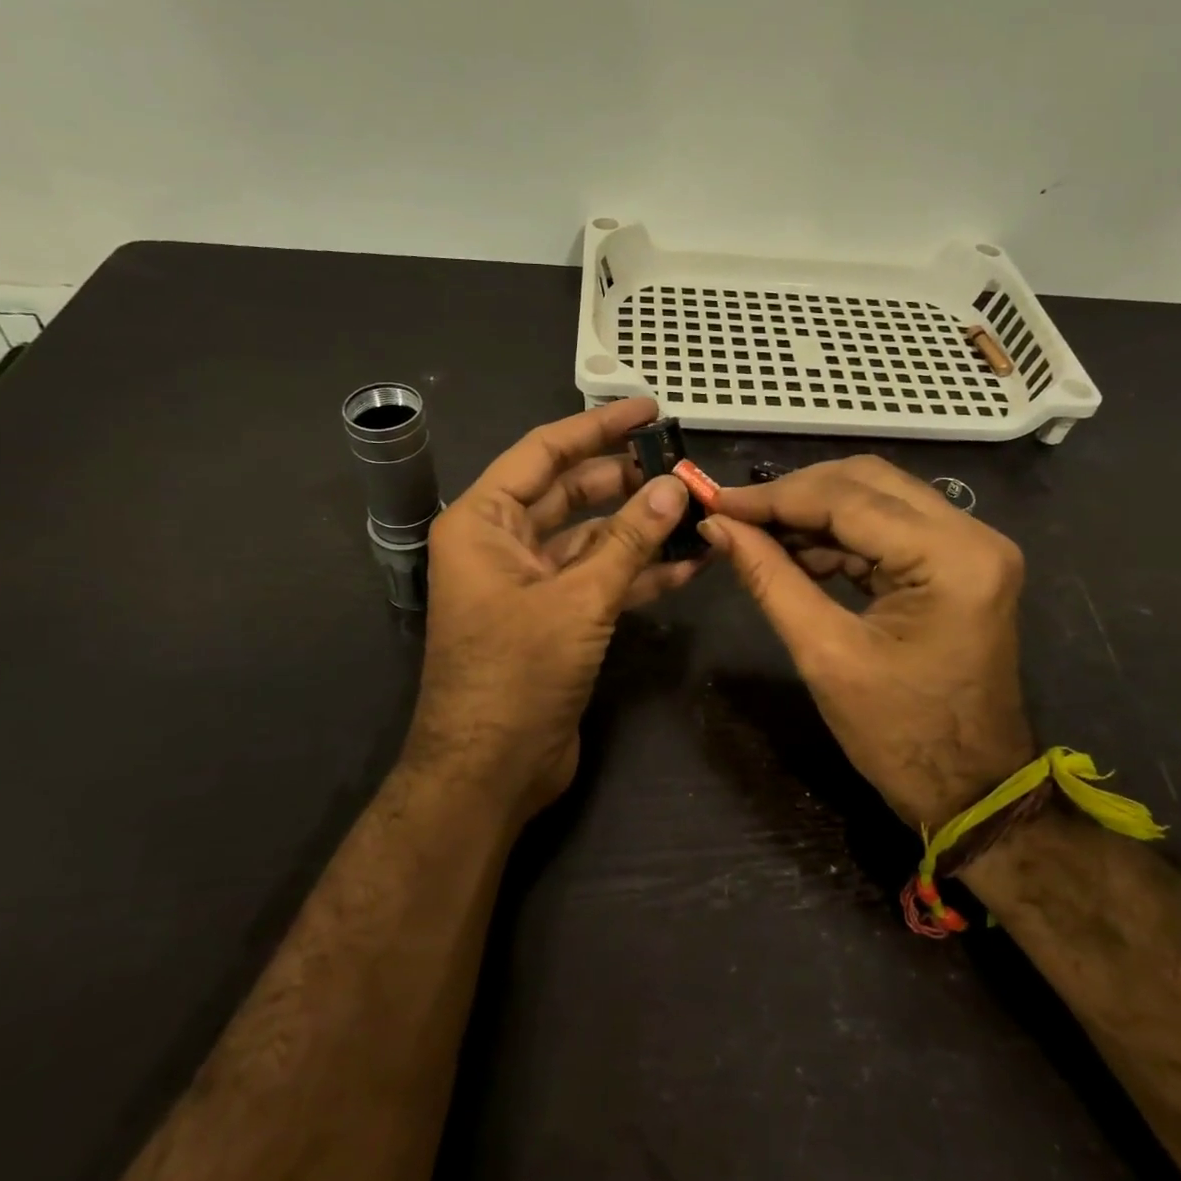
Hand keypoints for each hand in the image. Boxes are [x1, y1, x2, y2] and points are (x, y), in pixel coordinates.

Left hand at [407, 397, 700, 820]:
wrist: (491, 772)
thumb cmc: (518, 674)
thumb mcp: (578, 599)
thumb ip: (629, 539)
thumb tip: (674, 486)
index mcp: (484, 522)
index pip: (545, 453)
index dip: (597, 427)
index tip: (647, 409)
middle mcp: (502, 543)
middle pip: (571, 492)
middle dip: (626, 479)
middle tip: (681, 464)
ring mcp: (530, 582)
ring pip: (592, 537)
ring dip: (639, 527)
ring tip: (695, 510)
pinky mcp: (555, 617)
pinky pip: (599, 578)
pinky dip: (638, 571)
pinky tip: (687, 563)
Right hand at [701, 456, 1032, 828]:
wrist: (969, 790)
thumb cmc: (899, 736)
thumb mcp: (824, 655)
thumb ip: (769, 578)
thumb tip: (718, 526)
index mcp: (952, 558)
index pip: (850, 499)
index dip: (775, 498)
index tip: (716, 501)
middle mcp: (972, 535)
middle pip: (867, 482)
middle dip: (795, 494)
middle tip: (736, 514)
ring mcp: (970, 546)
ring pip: (876, 498)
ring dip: (815, 512)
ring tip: (758, 534)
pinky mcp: (958, 562)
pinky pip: (888, 527)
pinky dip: (839, 535)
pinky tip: (797, 551)